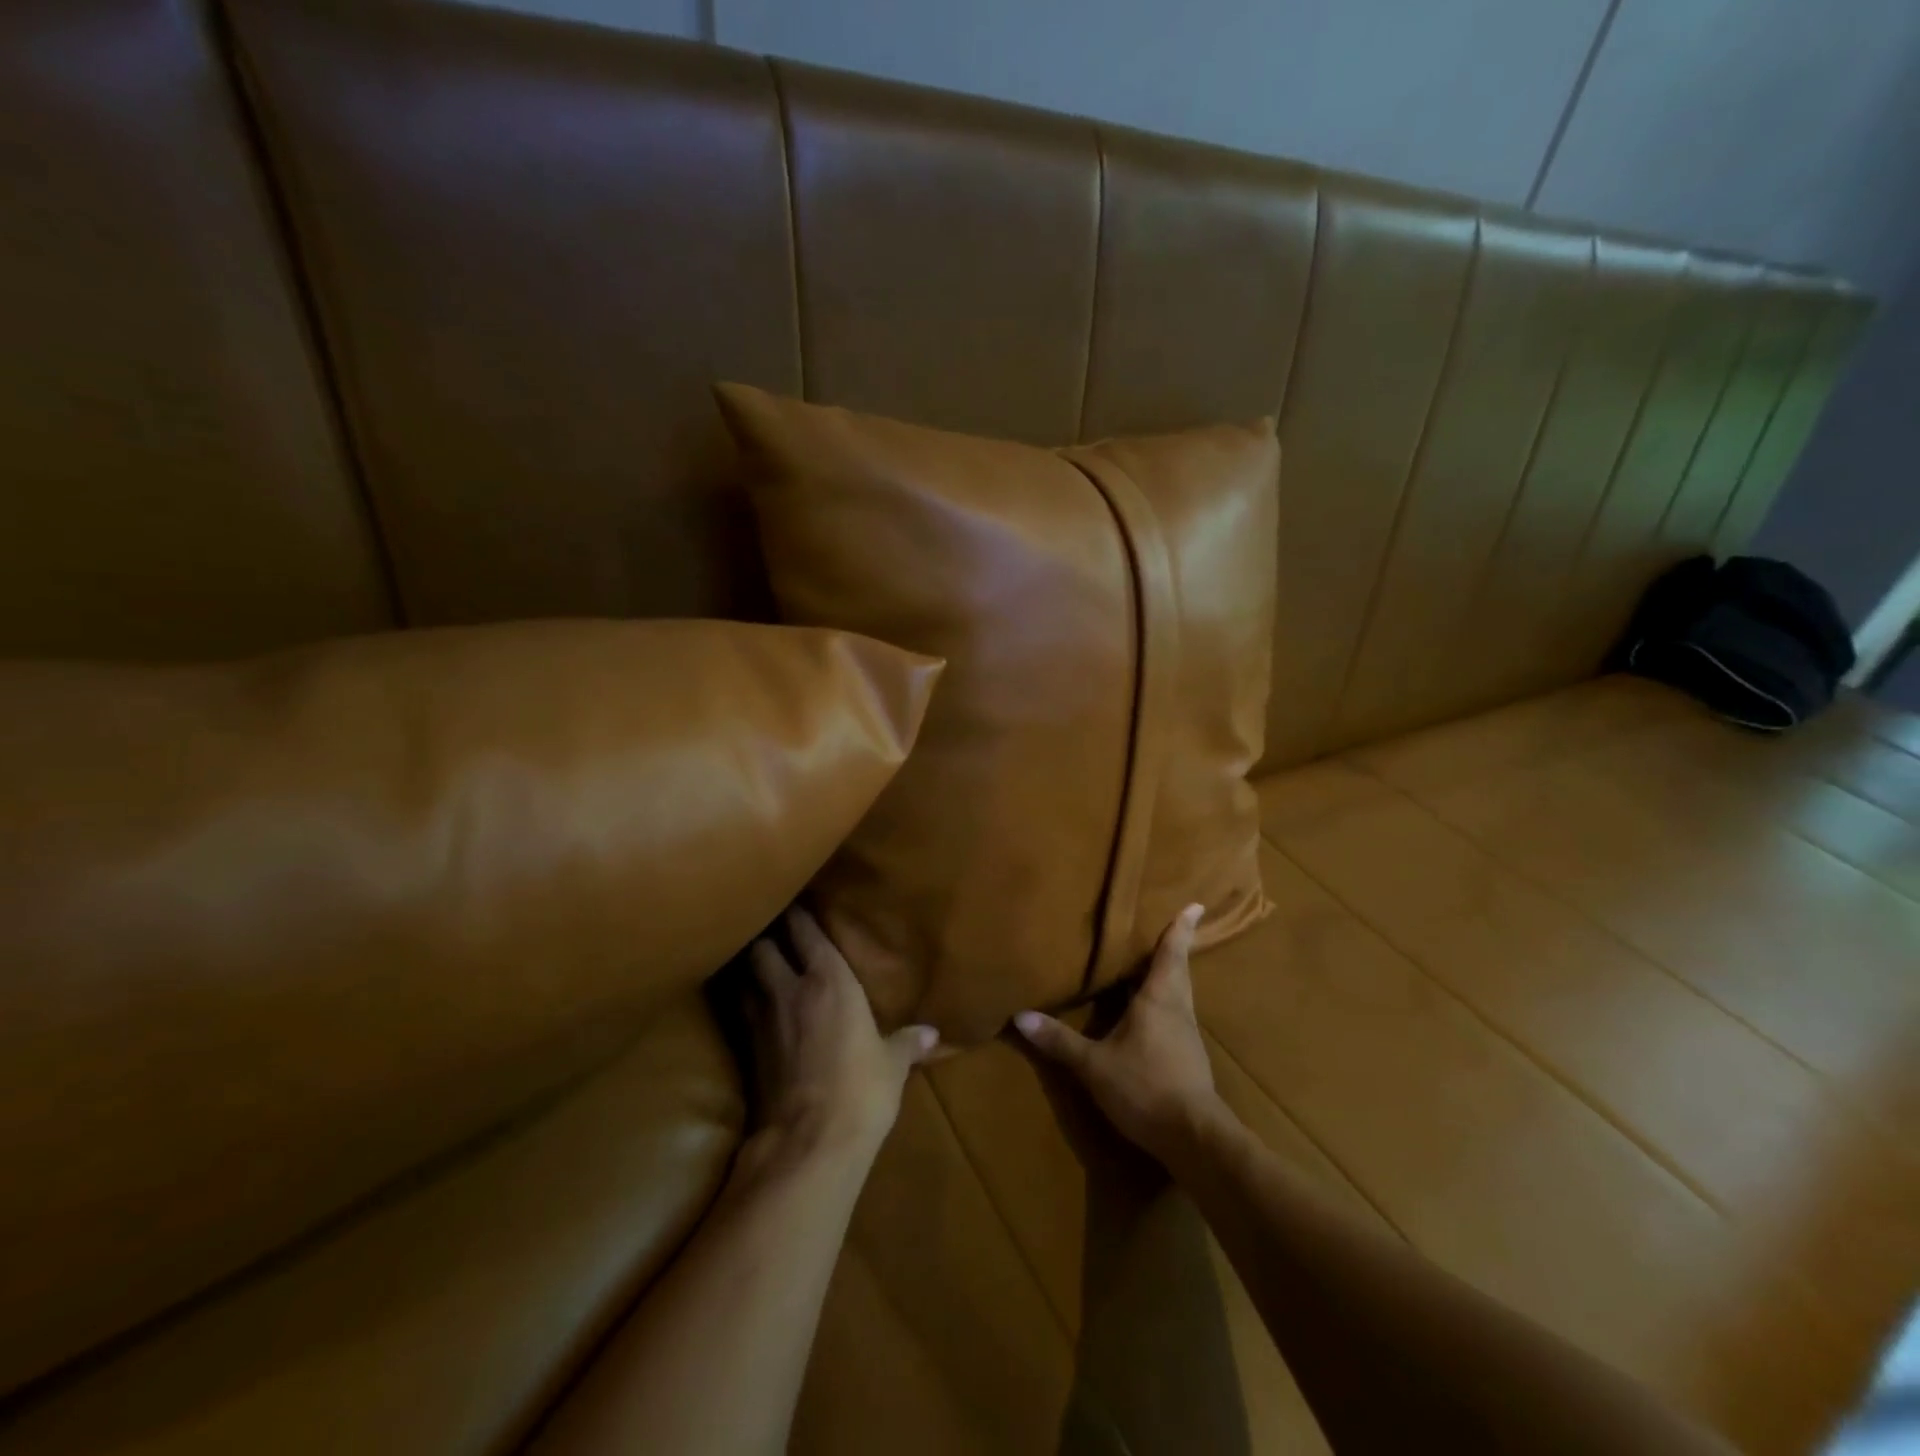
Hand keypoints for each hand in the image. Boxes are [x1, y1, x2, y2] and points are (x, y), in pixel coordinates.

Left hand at [747, 907, 938, 1160]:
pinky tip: (751, 1009)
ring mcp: (761, 1018)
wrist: (809, 1143)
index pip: (805, 930)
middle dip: (766, 937)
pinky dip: (742, 1003)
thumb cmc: (862, 1090)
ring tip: (757, 965)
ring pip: (743, 976)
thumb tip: (932, 1034)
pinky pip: (739, 1011)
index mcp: (829, 979)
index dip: (798, 914)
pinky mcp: (744, 1050)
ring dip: (749, 968)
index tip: (797, 901)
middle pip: (763, 946)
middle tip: (774, 933)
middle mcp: (789, 988)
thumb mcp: (892, 1065)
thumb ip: (908, 1043)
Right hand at [1014, 904, 1225, 1167]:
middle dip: (1175, 948)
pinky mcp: (1189, 1058)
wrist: (1194, 1138)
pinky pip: (1177, 1016)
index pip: (1171, 954)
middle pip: (1179, 971)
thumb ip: (1059, 1041)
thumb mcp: (1094, 1065)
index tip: (1195, 905)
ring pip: (1180, 994)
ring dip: (1171, 976)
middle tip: (1171, 927)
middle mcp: (1178, 1010)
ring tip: (1156, 963)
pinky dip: (1167, 1003)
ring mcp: (1187, 1035)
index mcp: (1160, 999)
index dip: (1181, 928)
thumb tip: (1021, 1016)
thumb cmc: (1145, 1087)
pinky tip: (1151, 1012)